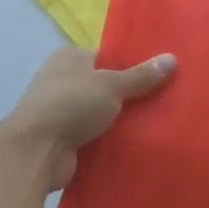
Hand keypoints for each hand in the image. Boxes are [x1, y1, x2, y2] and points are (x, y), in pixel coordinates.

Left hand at [1, 47, 176, 191]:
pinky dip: (109, 140)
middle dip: (129, 96)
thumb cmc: (71, 104)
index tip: (159, 76)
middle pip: (105, 86)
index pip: (106, 57)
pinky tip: (136, 145)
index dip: (131, 66)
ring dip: (120, 121)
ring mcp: (61, 111)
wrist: (36, 151)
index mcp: (69, 57)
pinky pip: (94, 136)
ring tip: (157, 125)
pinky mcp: (63, 138)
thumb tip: (172, 58)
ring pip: (100, 113)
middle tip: (164, 102)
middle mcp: (62, 80)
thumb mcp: (111, 85)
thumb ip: (141, 76)